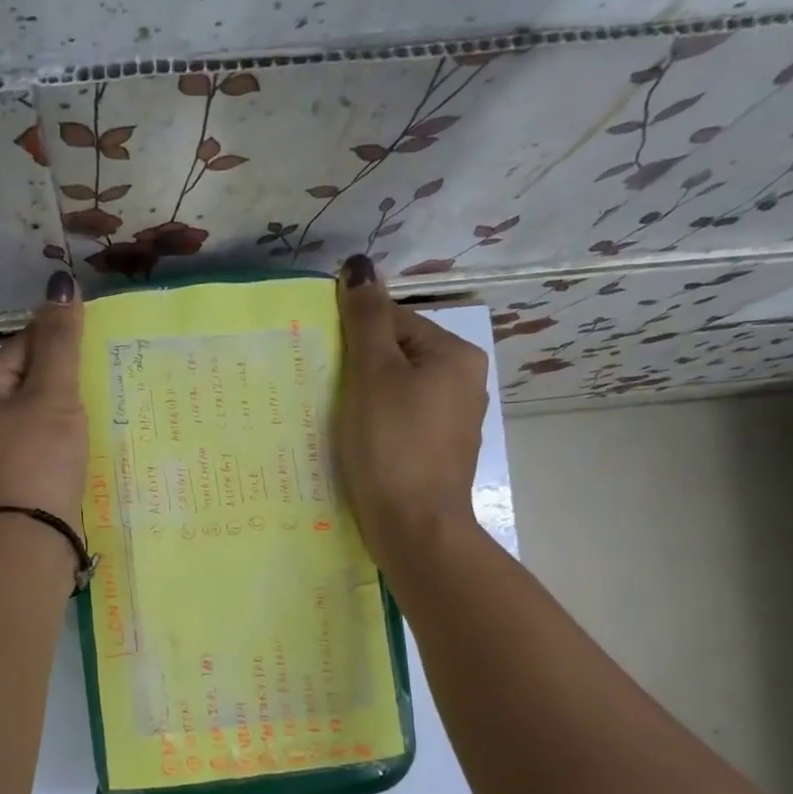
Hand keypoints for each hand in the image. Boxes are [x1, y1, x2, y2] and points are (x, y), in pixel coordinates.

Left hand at [0, 273, 87, 527]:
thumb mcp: (51, 395)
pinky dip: (63, 440)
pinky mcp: (14, 482)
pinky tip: (87, 442)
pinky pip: (41, 445)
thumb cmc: (37, 460)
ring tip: (101, 408)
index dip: (58, 341)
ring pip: (37, 416)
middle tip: (104, 376)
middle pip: (27, 383)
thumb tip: (60, 285)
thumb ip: (59, 342)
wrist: (30, 543)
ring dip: (67, 410)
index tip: (95, 341)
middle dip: (64, 379)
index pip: (20, 349)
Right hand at [334, 254, 488, 564]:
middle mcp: (465, 382)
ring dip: (367, 401)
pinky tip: (360, 447)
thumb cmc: (391, 445)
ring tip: (339, 423)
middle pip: (398, 357)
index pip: (395, 322)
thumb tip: (360, 265)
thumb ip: (366, 319)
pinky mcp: (439, 454)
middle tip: (329, 396)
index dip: (356, 340)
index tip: (328, 367)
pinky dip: (380, 428)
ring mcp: (454, 422)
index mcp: (455, 355)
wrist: (414, 528)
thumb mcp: (372, 374)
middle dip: (361, 371)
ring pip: (398, 393)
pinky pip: (403, 423)